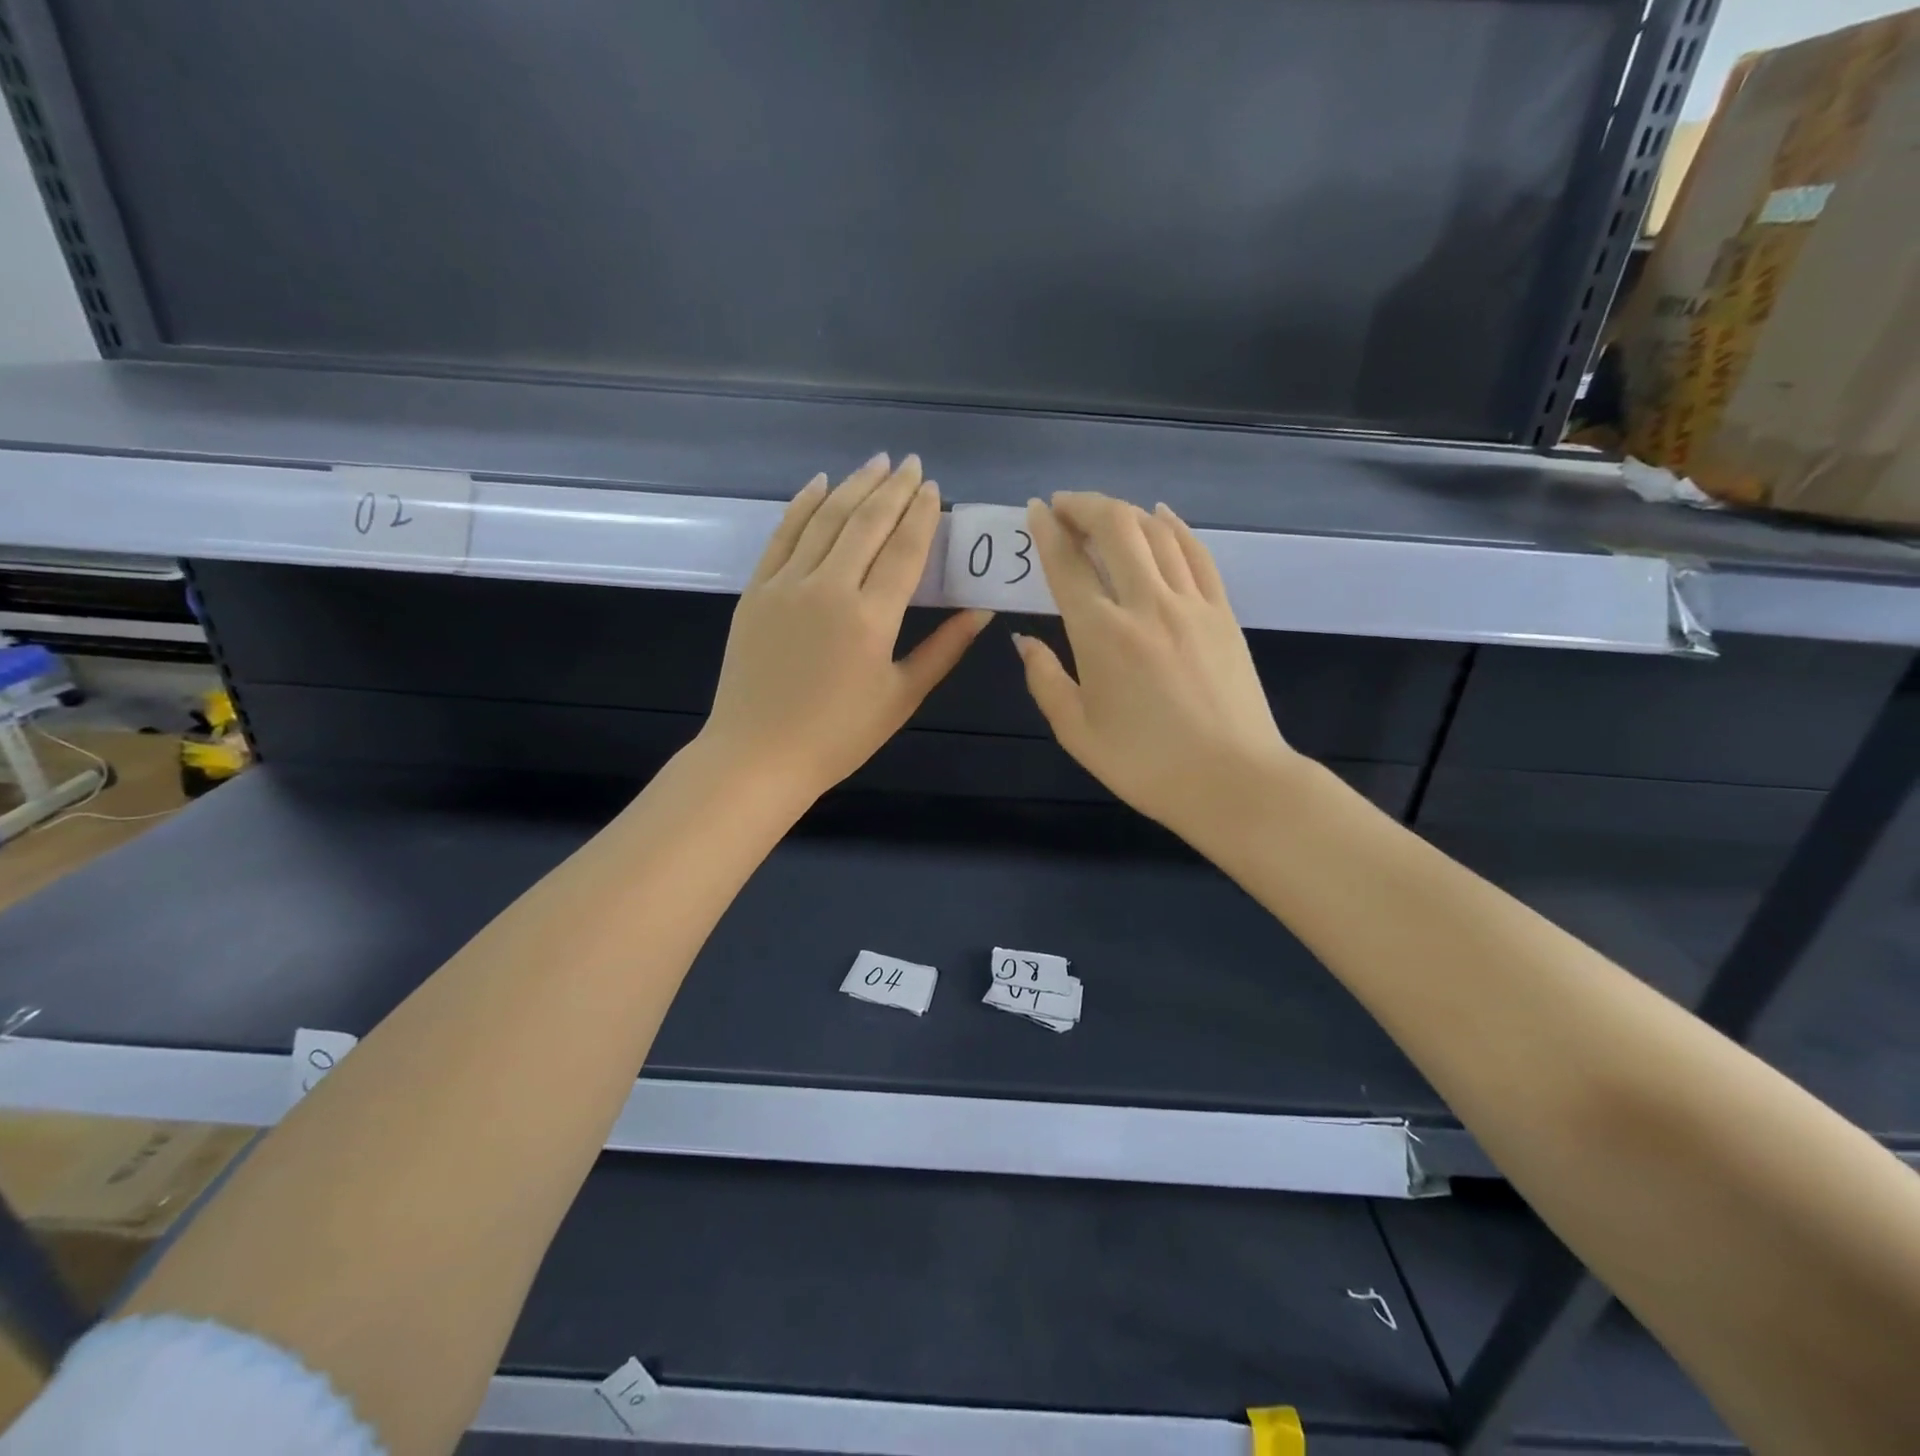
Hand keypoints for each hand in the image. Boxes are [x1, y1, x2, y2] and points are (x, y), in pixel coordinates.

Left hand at [698, 453, 990, 800]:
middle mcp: (830, 588)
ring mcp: (787, 584)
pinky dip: (803, 505)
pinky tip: (819, 483)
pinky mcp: (757, 590)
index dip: (922, 514)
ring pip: (825, 519)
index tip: (933, 487)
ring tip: (876, 463)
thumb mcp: (901, 697)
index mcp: (872, 617)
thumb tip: (982, 611)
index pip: (905, 549)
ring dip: (854, 486)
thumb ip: (944, 649)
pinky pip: (783, 534)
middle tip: (910, 464)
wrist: (758, 755)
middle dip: (893, 488)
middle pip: (867, 523)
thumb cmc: (839, 736)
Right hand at [1014, 492, 1298, 838]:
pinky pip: (1197, 553)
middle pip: (1115, 528)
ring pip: (1156, 532)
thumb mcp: (1078, 733)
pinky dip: (1174, 527)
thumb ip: (1045, 681)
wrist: (1233, 781)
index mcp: (1101, 635)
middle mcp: (1145, 604)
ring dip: (1124, 512)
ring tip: (1103, 513)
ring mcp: (1191, 603)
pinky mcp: (1222, 612)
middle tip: (1064, 506)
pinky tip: (1161, 517)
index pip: (1068, 564)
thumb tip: (1024, 641)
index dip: (1047, 531)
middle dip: (1084, 505)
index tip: (1034, 511)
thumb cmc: (1146, 765)